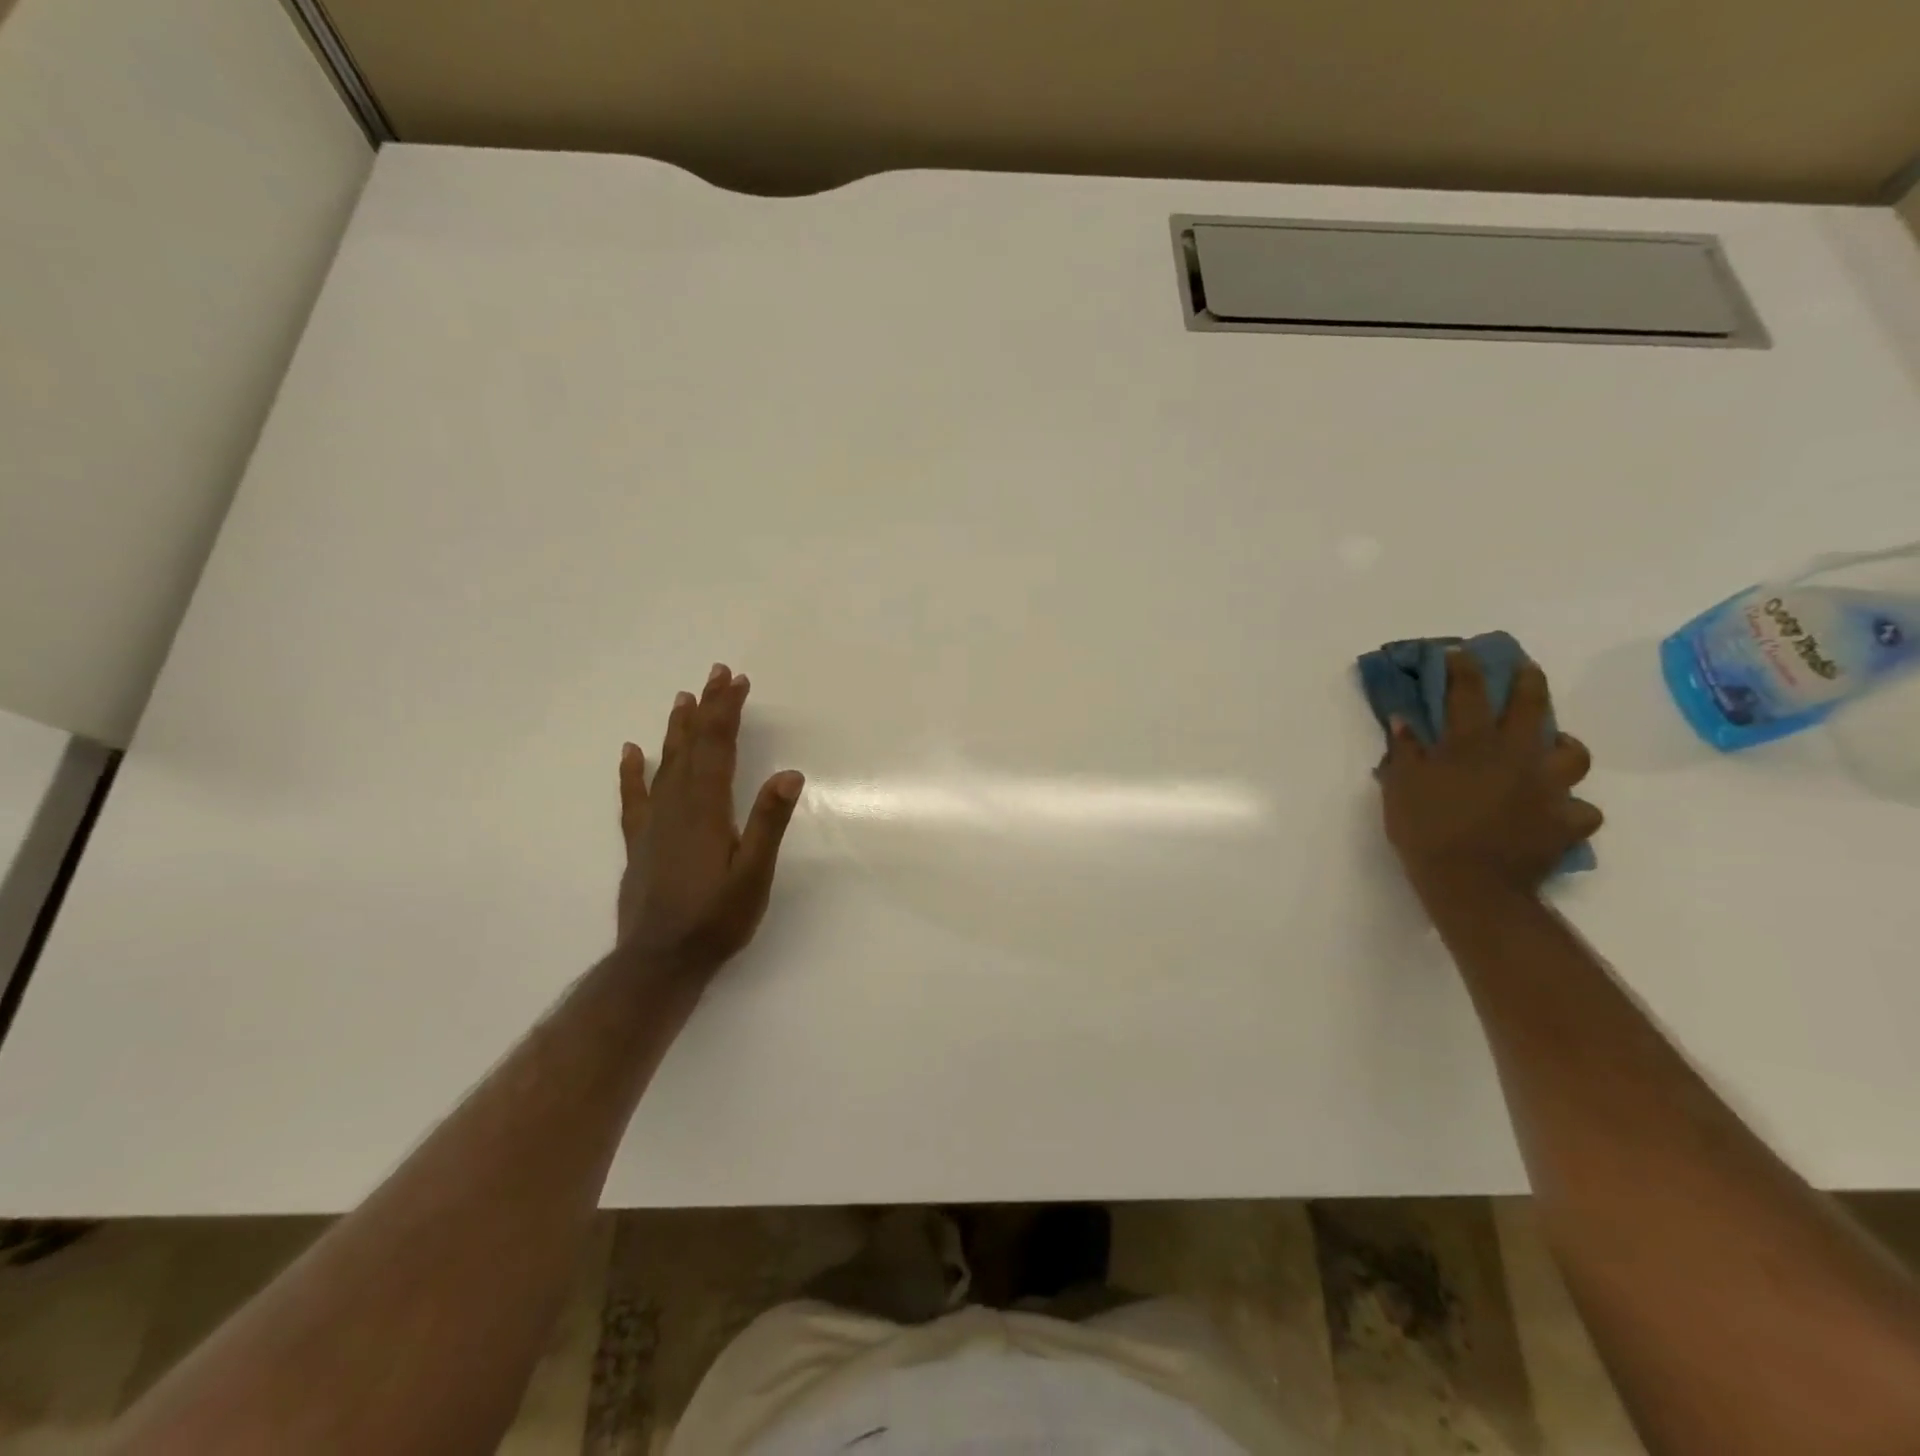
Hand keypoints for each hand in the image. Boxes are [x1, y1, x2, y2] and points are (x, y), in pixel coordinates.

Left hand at [616, 663, 803, 979]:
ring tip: (683, 698)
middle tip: (716, 674)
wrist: (659, 962)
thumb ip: (768, 823)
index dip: (727, 712)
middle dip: (706, 708)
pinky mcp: (640, 842)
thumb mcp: (753, 875)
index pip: (717, 748)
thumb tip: (789, 774)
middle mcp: (677, 807)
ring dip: (676, 729)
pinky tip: (632, 752)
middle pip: (692, 746)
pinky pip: (635, 797)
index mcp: (707, 810)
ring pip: (665, 764)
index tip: (737, 682)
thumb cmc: (715, 920)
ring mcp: (654, 823)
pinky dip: (633, 772)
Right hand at [1378, 651, 1600, 899]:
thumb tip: (1403, 720)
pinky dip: (1570, 808)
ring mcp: (1550, 787)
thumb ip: (1405, 751)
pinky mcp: (1569, 821)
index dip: (1464, 668)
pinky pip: (1581, 809)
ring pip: (1573, 753)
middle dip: (1528, 681)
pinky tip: (1555, 812)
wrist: (1470, 883)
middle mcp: (1517, 756)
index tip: (1461, 651)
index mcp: (1472, 746)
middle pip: (1532, 706)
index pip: (1468, 693)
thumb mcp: (1400, 787)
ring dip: (1562, 746)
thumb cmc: (1425, 830)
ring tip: (1551, 748)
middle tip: (1524, 670)